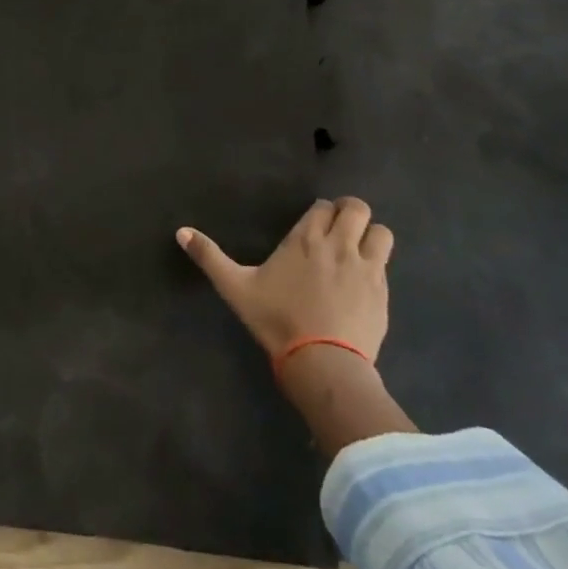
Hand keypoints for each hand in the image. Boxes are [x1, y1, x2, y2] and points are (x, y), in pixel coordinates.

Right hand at [179, 198, 412, 457]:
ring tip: (358, 250)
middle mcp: (339, 245)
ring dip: (370, 235)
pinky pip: (386, 265)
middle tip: (339, 229)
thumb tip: (181, 232)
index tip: (312, 226)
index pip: (323, 206)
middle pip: (357, 209)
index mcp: (305, 239)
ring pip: (381, 232)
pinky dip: (377, 265)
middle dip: (350, 213)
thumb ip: (209, 257)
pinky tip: (362, 283)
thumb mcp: (235, 287)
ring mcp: (366, 268)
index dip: (320, 212)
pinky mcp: (383, 293)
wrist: (322, 362)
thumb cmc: (276, 320)